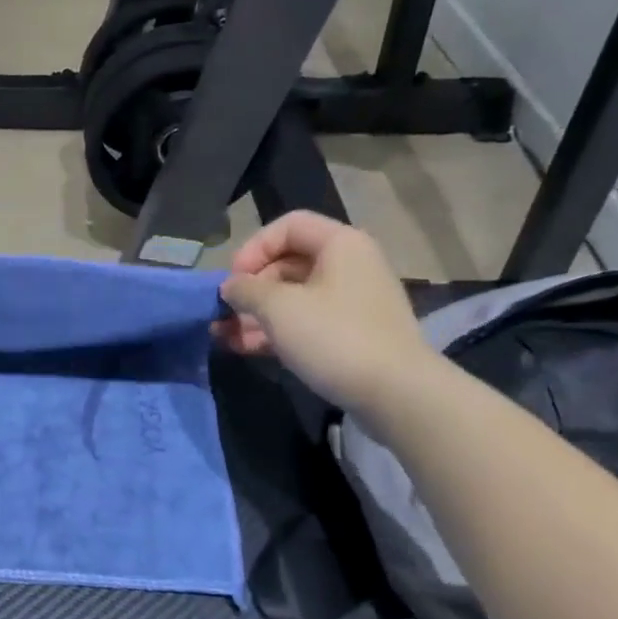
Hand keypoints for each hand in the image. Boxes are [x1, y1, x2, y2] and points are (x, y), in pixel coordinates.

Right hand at [216, 211, 435, 415]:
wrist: (394, 392)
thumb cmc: (333, 336)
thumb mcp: (278, 307)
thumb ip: (246, 289)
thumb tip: (230, 286)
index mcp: (340, 245)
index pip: (287, 226)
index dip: (253, 248)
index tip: (233, 279)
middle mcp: (348, 266)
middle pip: (286, 263)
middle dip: (249, 287)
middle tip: (224, 311)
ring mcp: (349, 302)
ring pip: (291, 297)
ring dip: (254, 314)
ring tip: (222, 334)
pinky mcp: (348, 334)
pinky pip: (303, 322)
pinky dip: (272, 331)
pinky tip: (242, 347)